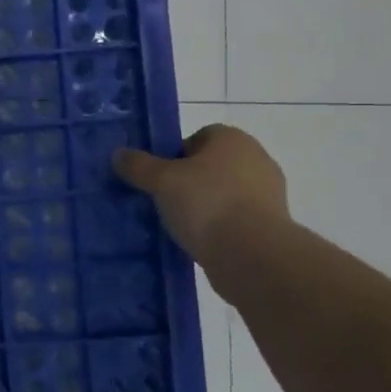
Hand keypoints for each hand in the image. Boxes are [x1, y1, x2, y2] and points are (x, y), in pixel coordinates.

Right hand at [113, 124, 289, 264]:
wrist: (252, 254)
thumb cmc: (206, 203)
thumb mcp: (161, 181)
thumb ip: (138, 165)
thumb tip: (119, 154)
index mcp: (232, 139)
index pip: (198, 137)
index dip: (174, 156)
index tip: (160, 178)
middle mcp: (256, 158)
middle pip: (210, 166)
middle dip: (188, 182)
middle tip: (164, 201)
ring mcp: (268, 193)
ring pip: (223, 193)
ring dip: (204, 206)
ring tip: (179, 225)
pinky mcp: (271, 224)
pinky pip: (235, 218)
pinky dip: (219, 226)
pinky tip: (200, 242)